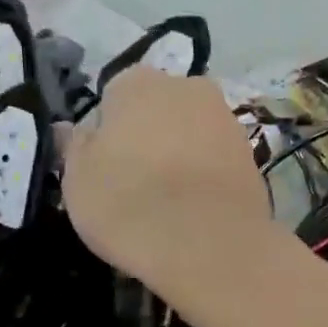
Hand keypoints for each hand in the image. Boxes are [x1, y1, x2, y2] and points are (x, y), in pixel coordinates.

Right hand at [61, 68, 273, 291]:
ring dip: (181, 158)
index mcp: (138, 81)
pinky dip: (207, 179)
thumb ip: (75, 147)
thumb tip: (75, 130)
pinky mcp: (252, 156)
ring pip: (191, 135)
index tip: (104, 169)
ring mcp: (226, 120)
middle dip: (149, 138)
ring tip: (170, 205)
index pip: (113, 98)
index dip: (106, 134)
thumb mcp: (77, 180)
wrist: (209, 245)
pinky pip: (216, 162)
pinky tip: (197, 212)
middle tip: (136, 186)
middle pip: (159, 111)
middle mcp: (188, 87)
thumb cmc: (129, 204)